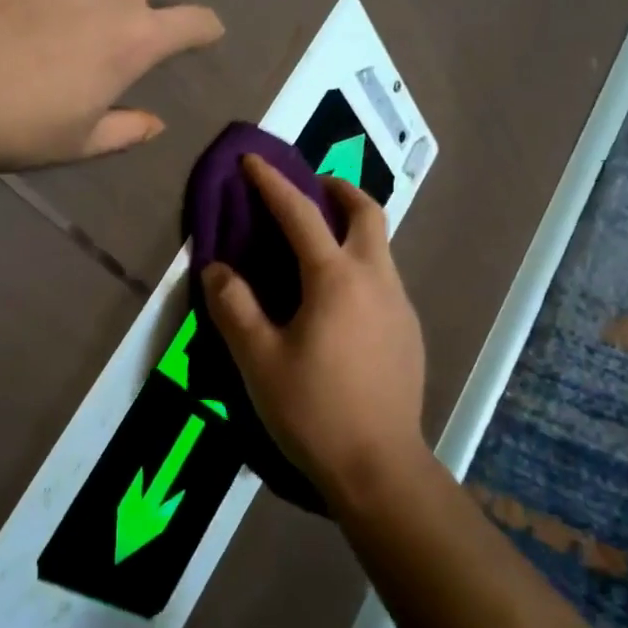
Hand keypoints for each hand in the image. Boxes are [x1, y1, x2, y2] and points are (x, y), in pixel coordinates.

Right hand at [202, 153, 429, 507]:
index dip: (273, 183)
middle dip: (337, 189)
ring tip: (318, 244)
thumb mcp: (258, 360)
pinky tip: (338, 300)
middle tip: (309, 190)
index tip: (253, 160)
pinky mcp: (409, 330)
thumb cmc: (312, 410)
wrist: (379, 467)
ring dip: (352, 227)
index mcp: (336, 278)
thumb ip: (234, 308)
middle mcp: (375, 278)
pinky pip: (385, 277)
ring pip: (381, 244)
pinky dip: (361, 263)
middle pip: (367, 211)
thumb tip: (217, 269)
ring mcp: (399, 304)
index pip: (301, 213)